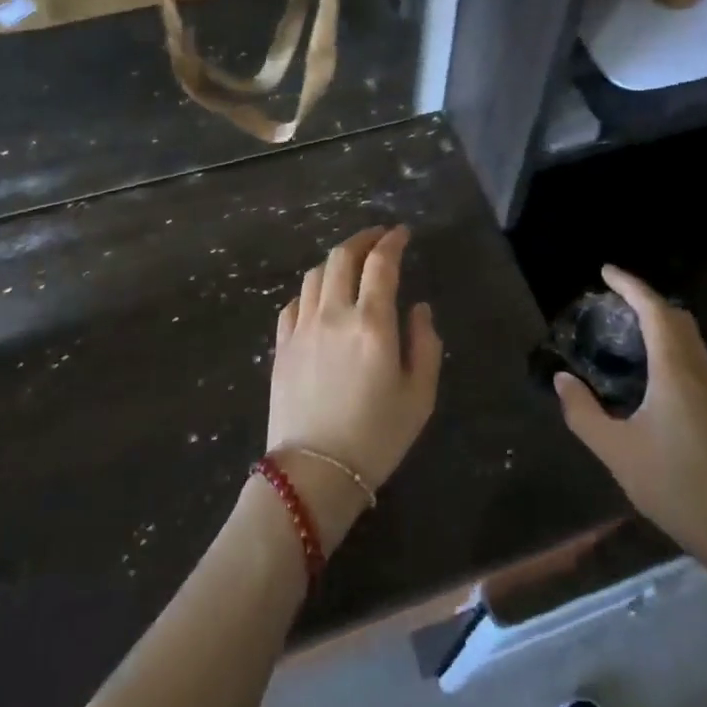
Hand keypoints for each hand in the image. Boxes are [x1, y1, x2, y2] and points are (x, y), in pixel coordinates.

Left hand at [267, 226, 442, 549]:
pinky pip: (293, 302)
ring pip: (314, 274)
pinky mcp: (281, 346)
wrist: (314, 473)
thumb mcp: (420, 396)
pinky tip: (320, 298)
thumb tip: (418, 309)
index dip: (393, 241)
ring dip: (335, 260)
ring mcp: (302, 328)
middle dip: (362, 239)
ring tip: (350, 264)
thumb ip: (425, 344)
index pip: (381, 264)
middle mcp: (334, 314)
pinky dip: (311, 290)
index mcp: (372, 323)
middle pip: (342, 256)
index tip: (403, 233)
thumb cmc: (377, 437)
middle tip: (378, 238)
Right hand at [554, 264, 706, 604]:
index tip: (605, 272)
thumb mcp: (617, 452)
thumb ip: (584, 413)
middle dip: (644, 298)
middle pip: (675, 317)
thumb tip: (561, 379)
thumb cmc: (676, 486)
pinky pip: (692, 355)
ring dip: (659, 319)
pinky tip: (649, 365)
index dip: (630, 286)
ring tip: (625, 325)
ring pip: (688, 336)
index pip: (654, 310)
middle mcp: (698, 370)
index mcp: (675, 371)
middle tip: (611, 299)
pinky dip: (669, 341)